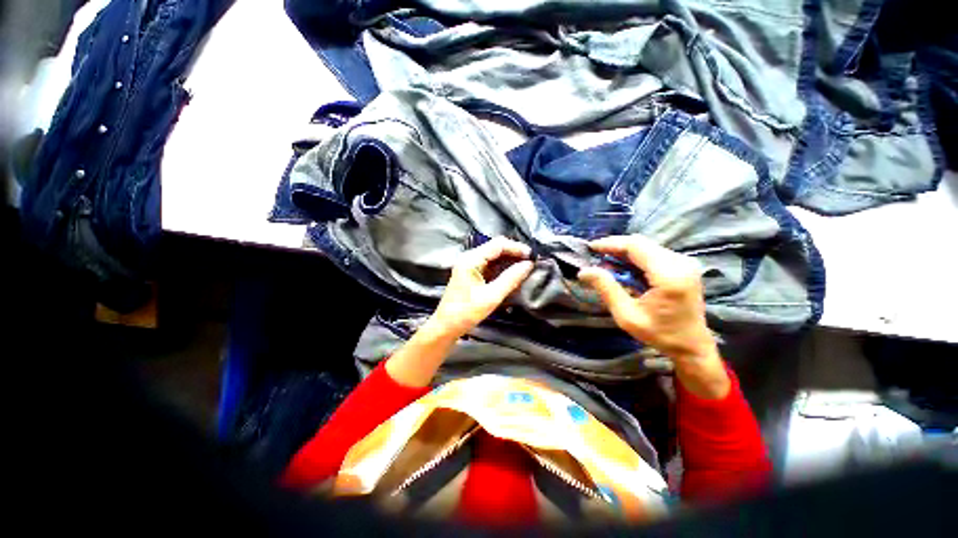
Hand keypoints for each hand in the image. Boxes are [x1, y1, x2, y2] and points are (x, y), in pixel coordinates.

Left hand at [424, 236, 533, 339]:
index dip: (516, 248)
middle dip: (514, 252)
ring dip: (509, 259)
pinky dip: (503, 266)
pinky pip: (490, 264)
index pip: (498, 244)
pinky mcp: (472, 272)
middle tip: (531, 261)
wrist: (446, 326)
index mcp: (471, 259)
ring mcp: (470, 264)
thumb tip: (528, 265)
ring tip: (525, 266)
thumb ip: (511, 279)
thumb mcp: (492, 296)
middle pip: (496, 247)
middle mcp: (470, 257)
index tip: (532, 256)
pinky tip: (513, 272)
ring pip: (494, 255)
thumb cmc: (466, 312)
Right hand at [578, 235, 728, 397]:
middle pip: (641, 243)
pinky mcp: (684, 266)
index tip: (590, 247)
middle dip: (615, 247)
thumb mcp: (626, 315)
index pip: (635, 246)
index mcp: (669, 275)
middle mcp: (680, 262)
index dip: (610, 243)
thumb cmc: (659, 334)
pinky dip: (635, 257)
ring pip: (647, 246)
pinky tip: (624, 268)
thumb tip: (584, 271)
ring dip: (624, 252)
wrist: (692, 346)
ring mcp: (685, 262)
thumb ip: (606, 289)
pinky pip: (654, 253)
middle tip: (596, 256)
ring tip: (606, 263)